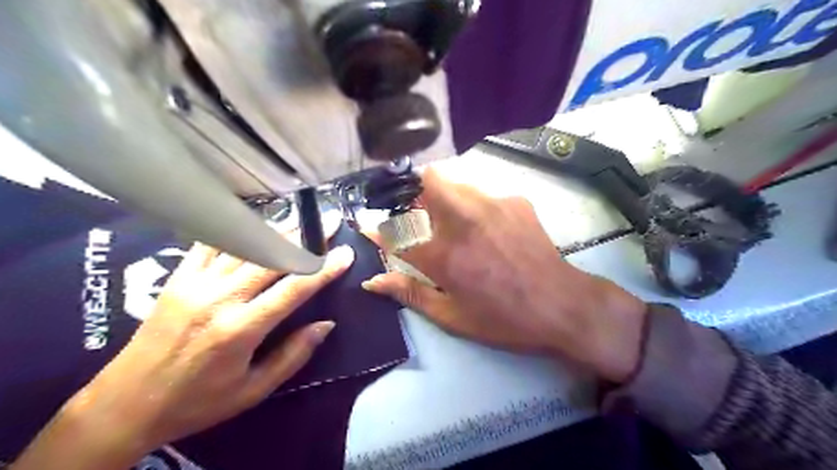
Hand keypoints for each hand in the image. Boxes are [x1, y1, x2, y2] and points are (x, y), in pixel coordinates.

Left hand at [13, 242, 351, 469]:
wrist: (125, 404)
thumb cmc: (197, 402)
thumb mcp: (253, 390)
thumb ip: (293, 355)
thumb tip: (326, 324)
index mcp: (241, 329)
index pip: (294, 289)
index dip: (323, 269)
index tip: (345, 253)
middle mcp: (219, 298)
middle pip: (272, 257)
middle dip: (306, 238)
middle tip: (330, 223)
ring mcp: (195, 283)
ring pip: (245, 245)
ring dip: (278, 229)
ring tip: (302, 218)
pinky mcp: (178, 278)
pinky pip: (210, 244)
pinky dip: (235, 230)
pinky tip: (255, 221)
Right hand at [364, 166, 641, 381]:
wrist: (562, 305)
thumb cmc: (504, 319)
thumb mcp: (452, 316)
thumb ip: (409, 293)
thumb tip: (373, 281)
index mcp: (444, 256)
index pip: (395, 230)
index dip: (376, 226)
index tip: (367, 223)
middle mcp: (464, 221)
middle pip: (427, 180)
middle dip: (413, 190)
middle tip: (416, 213)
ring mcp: (492, 205)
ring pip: (454, 182)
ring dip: (442, 196)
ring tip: (453, 223)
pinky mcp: (515, 201)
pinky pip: (481, 193)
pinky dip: (472, 205)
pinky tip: (487, 229)